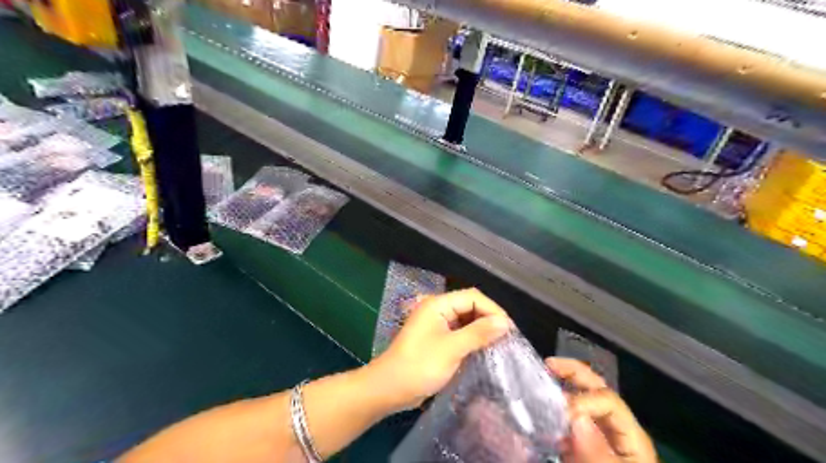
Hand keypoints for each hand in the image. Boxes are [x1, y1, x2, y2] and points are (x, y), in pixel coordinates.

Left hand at [366, 289, 509, 411]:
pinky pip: (459, 332)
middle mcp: (437, 309)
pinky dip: (472, 338)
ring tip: (499, 343)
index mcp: (438, 304)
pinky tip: (483, 349)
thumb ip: (478, 333)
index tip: (509, 329)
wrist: (390, 388)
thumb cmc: (420, 365)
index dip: (492, 309)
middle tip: (506, 337)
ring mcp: (436, 324)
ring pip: (465, 320)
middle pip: (469, 306)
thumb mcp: (452, 348)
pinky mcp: (437, 338)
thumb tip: (505, 322)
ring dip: (481, 329)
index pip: (472, 297)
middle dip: (488, 318)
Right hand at [547, 358, 658, 462]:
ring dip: (562, 385)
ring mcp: (597, 436)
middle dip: (573, 373)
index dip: (582, 401)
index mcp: (629, 436)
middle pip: (598, 390)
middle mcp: (614, 429)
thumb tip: (575, 417)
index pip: (606, 401)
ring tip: (539, 379)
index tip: (558, 414)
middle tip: (546, 366)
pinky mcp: (582, 445)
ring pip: (582, 399)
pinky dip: (553, 407)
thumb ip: (598, 456)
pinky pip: (568, 418)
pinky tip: (537, 406)